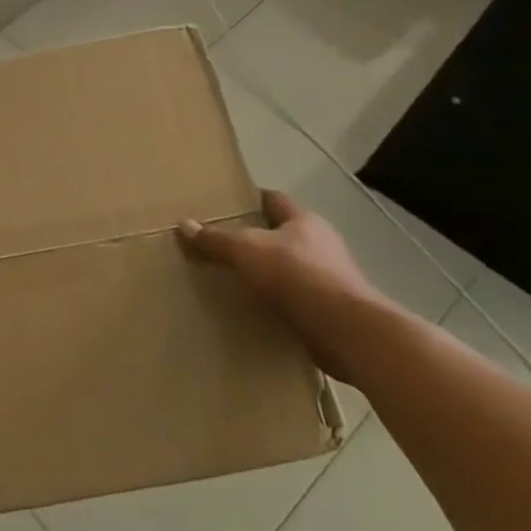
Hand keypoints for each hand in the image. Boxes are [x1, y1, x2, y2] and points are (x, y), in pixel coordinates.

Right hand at [180, 191, 389, 382]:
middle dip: (257, 239)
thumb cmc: (296, 275)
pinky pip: (298, 298)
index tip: (227, 205)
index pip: (274, 200)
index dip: (251, 200)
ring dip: (269, 273)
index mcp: (304, 221)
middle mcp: (322, 244)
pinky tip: (259, 309)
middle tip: (224, 245)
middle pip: (283, 234)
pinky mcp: (332, 310)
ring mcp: (331, 278)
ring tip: (237, 279)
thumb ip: (215, 240)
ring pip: (292, 267)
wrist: (346, 330)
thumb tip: (183, 224)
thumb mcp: (245, 251)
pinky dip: (280, 301)